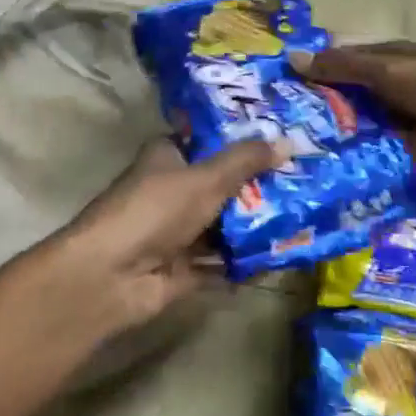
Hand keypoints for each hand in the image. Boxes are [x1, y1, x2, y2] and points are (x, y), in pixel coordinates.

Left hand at [39, 136, 283, 336]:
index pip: (207, 141)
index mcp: (167, 157)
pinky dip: (244, 262)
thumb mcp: (206, 178)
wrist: (112, 276)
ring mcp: (175, 232)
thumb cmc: (155, 210)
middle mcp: (170, 191)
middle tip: (303, 180)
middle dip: (257, 186)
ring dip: (254, 226)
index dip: (241, 139)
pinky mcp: (182, 269)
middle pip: (219, 184)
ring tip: (302, 218)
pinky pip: (221, 263)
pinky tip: (281, 258)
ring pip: (222, 225)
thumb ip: (246, 161)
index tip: (281, 139)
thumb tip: (289, 140)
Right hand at [292, 42, 415, 183]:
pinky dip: (344, 152)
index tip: (278, 82)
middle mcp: (387, 87)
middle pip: (344, 93)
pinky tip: (312, 161)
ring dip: (327, 129)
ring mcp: (392, 119)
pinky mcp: (395, 149)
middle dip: (315, 102)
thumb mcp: (387, 71)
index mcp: (389, 58)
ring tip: (284, 142)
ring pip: (351, 122)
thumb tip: (292, 59)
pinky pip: (364, 148)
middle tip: (272, 118)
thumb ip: (341, 67)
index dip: (313, 68)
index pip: (341, 60)